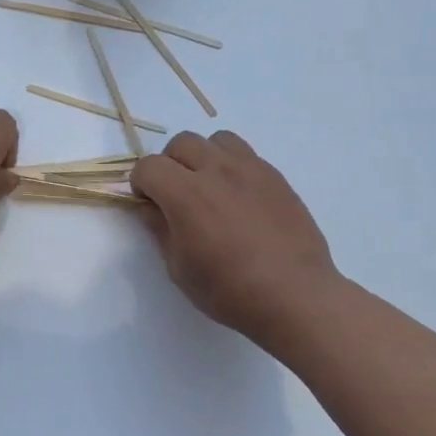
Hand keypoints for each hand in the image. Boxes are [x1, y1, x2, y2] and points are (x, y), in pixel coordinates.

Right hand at [131, 131, 340, 350]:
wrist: (295, 296)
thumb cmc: (229, 290)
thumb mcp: (179, 268)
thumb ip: (160, 230)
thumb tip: (150, 208)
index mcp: (186, 194)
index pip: (149, 166)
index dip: (140, 184)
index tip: (148, 204)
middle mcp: (217, 171)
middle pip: (181, 143)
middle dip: (170, 165)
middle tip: (176, 195)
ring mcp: (251, 169)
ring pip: (216, 140)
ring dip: (204, 157)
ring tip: (210, 187)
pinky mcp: (276, 177)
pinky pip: (246, 155)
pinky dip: (232, 166)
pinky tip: (239, 198)